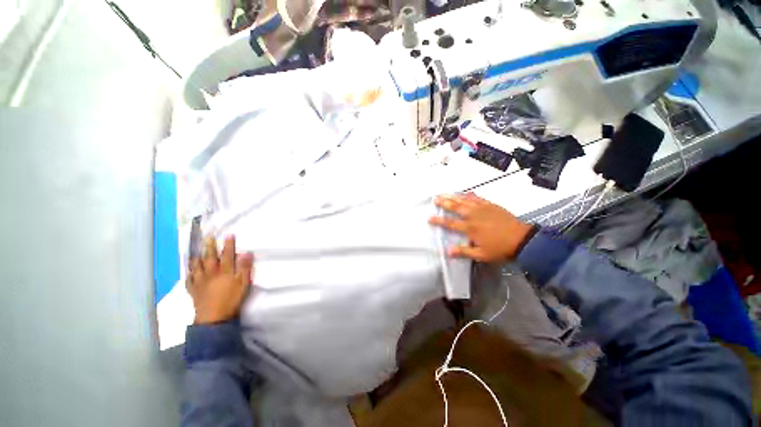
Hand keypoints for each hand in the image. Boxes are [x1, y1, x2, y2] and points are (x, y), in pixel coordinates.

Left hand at [187, 236, 253, 323]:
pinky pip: (189, 279)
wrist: (213, 317)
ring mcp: (200, 282)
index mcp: (224, 271)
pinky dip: (189, 273)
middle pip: (210, 258)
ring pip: (197, 266)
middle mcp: (211, 273)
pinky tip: (188, 271)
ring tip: (195, 250)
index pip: (227, 255)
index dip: (228, 244)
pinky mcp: (194, 290)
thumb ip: (245, 268)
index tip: (229, 234)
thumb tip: (246, 253)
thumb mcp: (243, 284)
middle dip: (209, 246)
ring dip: (196, 257)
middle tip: (208, 236)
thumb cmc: (231, 299)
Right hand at [429, 193, 533, 261]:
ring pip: (464, 200)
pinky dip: (469, 195)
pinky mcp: (490, 205)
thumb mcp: (481, 255)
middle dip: (444, 202)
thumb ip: (464, 252)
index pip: (450, 223)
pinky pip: (477, 198)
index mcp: (470, 228)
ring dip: (453, 196)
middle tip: (434, 198)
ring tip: (445, 193)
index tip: (429, 218)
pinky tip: (465, 192)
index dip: (439, 220)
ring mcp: (482, 208)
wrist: (522, 239)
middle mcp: (473, 216)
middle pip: (455, 207)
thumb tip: (447, 251)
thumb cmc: (500, 249)